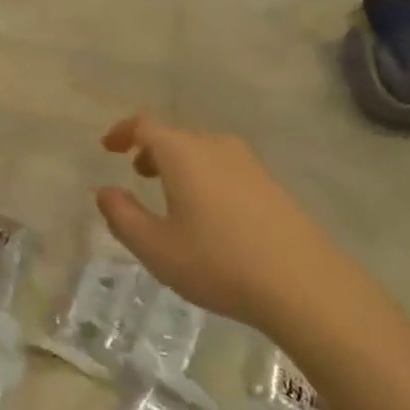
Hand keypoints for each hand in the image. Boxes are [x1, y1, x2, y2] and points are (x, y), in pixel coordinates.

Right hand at [96, 113, 409, 369]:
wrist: (305, 284)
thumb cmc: (218, 262)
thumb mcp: (155, 247)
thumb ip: (122, 215)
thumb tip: (104, 191)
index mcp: (183, 152)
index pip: (145, 125)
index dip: (122, 131)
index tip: (108, 147)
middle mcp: (215, 146)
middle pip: (176, 135)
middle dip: (151, 149)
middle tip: (136, 173)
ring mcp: (249, 163)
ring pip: (202, 150)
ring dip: (179, 163)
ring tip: (170, 194)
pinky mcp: (271, 184)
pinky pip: (225, 166)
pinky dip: (204, 176)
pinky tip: (209, 213)